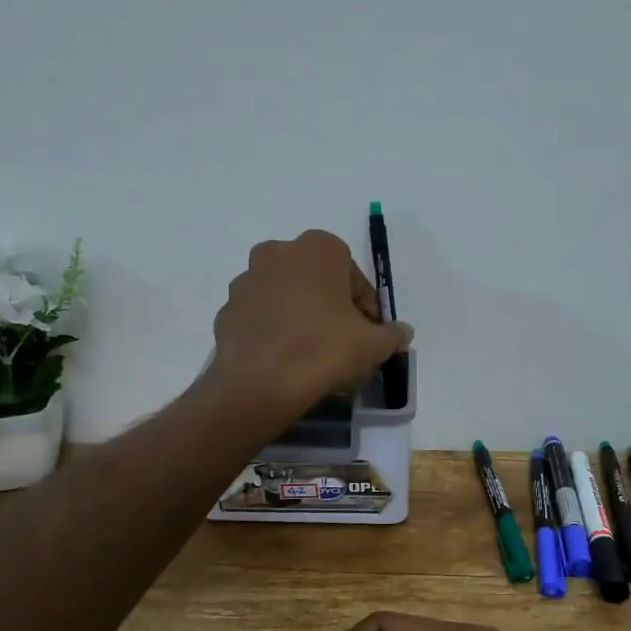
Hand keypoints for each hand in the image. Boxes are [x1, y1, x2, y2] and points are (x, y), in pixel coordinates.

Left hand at [210, 230, 411, 422]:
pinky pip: (261, 317)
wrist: (260, 383)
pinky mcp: (227, 309)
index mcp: (319, 248)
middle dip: (331, 306)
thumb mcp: (374, 345)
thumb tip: (402, 332)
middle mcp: (278, 252)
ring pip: (286, 296)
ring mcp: (247, 279)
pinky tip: (284, 359)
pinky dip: (274, 330)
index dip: (365, 308)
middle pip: (317, 281)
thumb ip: (393, 334)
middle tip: (342, 342)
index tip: (368, 335)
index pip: (354, 278)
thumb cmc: (325, 349)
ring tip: (311, 353)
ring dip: (300, 315)